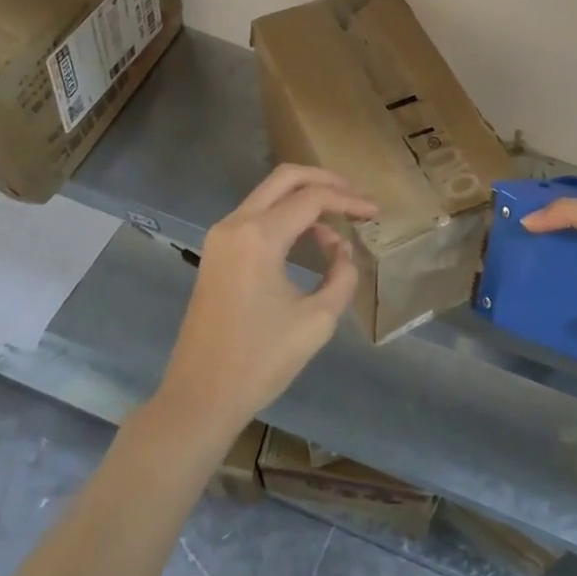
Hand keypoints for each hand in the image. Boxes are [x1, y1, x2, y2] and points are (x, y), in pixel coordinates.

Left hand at [157, 165, 377, 433]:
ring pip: (269, 194)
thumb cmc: (261, 361)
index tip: (376, 213)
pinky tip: (311, 236)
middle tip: (356, 197)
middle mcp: (235, 225)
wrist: (200, 396)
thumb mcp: (317, 320)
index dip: (349, 202)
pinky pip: (256, 215)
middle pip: (285, 178)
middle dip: (325, 181)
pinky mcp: (216, 252)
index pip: (312, 199)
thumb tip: (342, 250)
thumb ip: (341, 275)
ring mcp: (220, 236)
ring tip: (340, 219)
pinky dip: (286, 214)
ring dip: (305, 197)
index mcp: (259, 237)